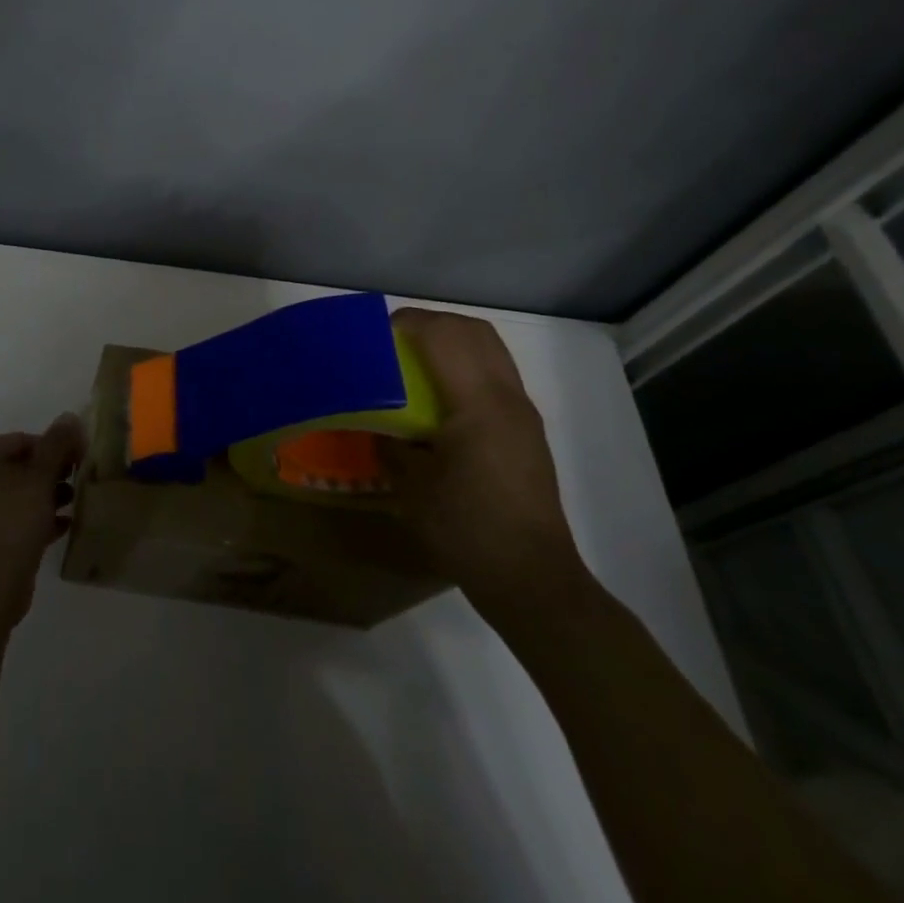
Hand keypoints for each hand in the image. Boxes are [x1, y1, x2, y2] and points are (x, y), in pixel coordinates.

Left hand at [0, 415, 81, 627]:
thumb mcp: (40, 476)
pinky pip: (12, 522)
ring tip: (74, 504)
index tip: (79, 458)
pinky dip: (36, 521)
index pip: (20, 440)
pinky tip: (63, 527)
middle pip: (17, 468)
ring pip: (16, 497)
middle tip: (78, 481)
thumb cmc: (12, 520)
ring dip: (46, 498)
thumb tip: (69, 416)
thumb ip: (57, 444)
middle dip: (50, 474)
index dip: (53, 446)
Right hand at [381, 308, 583, 618]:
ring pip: (490, 349)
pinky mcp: (527, 430)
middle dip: (430, 324)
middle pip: (473, 331)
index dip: (406, 323)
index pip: (443, 335)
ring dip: (451, 341)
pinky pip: (495, 374)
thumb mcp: (411, 485)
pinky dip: (465, 365)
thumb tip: (377, 425)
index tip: (373, 335)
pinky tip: (439, 397)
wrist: (531, 578)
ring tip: (413, 363)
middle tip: (393, 342)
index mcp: (478, 404)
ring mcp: (523, 413)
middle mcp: (507, 398)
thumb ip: (390, 442)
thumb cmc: (465, 529)